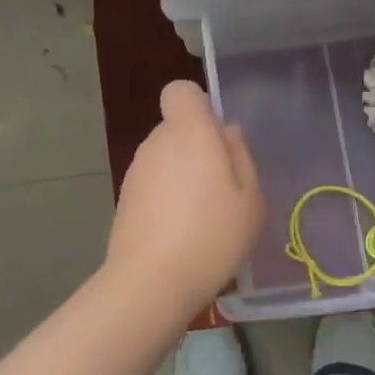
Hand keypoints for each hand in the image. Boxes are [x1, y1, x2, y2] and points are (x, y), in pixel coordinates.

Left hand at [106, 80, 264, 306]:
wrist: (151, 282)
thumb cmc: (212, 236)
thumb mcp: (250, 199)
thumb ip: (241, 156)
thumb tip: (227, 133)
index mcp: (190, 133)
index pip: (181, 91)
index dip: (199, 107)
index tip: (217, 139)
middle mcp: (157, 142)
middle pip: (177, 128)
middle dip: (198, 147)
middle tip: (222, 189)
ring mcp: (135, 171)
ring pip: (165, 157)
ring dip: (182, 175)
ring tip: (203, 217)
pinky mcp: (124, 198)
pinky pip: (153, 183)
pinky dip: (166, 197)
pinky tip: (180, 232)